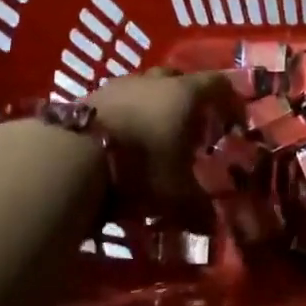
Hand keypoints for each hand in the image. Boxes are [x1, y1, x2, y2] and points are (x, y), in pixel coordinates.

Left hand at [89, 69, 240, 224]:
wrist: (70, 155)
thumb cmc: (139, 166)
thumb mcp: (176, 196)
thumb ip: (198, 209)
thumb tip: (212, 226)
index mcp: (185, 94)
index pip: (218, 84)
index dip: (230, 100)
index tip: (234, 121)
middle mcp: (154, 82)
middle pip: (178, 79)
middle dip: (188, 99)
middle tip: (192, 125)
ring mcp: (117, 86)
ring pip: (144, 89)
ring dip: (152, 106)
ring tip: (153, 134)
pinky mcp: (87, 98)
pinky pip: (115, 102)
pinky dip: (124, 117)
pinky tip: (121, 141)